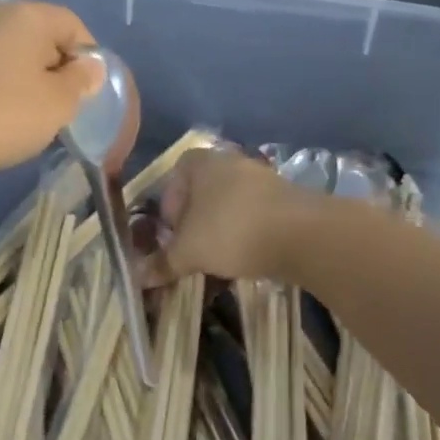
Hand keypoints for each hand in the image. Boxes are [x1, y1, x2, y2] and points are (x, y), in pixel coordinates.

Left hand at [0, 2, 102, 176]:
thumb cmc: (0, 113)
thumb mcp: (57, 104)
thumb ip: (81, 83)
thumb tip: (89, 67)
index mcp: (30, 17)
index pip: (75, 26)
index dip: (88, 60)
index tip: (86, 95)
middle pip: (43, 40)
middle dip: (56, 74)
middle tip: (58, 112)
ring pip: (14, 59)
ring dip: (27, 86)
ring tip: (26, 122)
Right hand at [145, 147, 313, 283]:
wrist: (302, 234)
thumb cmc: (231, 230)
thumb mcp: (189, 252)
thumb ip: (163, 262)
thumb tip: (137, 276)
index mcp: (200, 162)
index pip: (173, 178)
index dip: (168, 207)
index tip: (171, 234)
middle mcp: (230, 162)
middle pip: (202, 192)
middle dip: (194, 223)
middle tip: (192, 250)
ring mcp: (261, 178)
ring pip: (229, 205)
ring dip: (221, 230)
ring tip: (218, 260)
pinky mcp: (285, 198)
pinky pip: (255, 215)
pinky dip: (247, 233)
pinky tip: (247, 258)